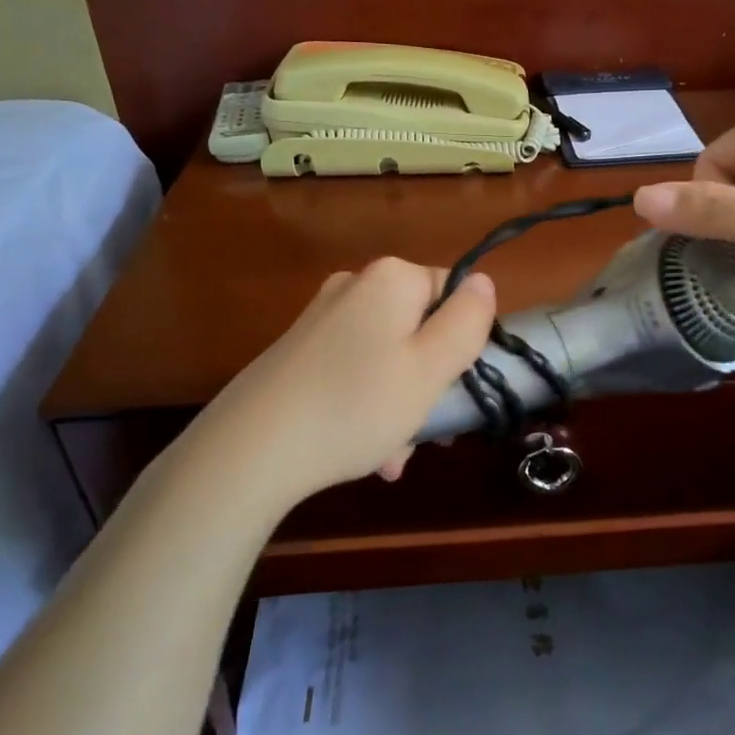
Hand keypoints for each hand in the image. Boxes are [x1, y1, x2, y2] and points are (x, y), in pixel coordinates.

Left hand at [184, 259, 495, 508]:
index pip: (454, 292)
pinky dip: (366, 405)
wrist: (251, 448)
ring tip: (392, 456)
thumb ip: (467, 320)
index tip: (457, 388)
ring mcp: (321, 318)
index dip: (464, 340)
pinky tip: (363, 452)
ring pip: (387, 356)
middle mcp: (354, 286)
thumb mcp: (431, 368)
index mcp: (391, 279)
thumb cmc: (357, 405)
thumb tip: (483, 282)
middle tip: (426, 431)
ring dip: (400, 403)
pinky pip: (353, 371)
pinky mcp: (298, 350)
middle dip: (429, 381)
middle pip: (419, 328)